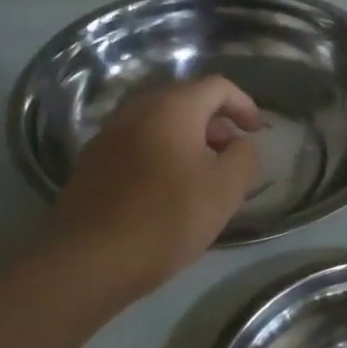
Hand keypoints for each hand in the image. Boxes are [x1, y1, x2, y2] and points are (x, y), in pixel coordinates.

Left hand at [49, 76, 262, 296]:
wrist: (89, 260)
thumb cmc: (167, 219)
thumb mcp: (225, 190)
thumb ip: (244, 157)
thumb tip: (239, 144)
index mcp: (171, 108)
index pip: (217, 87)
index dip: (243, 105)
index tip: (257, 132)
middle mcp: (135, 111)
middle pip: (184, 101)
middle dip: (215, 123)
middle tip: (231, 155)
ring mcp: (108, 136)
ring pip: (158, 125)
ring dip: (187, 141)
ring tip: (202, 177)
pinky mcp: (91, 164)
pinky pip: (137, 146)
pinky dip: (161, 155)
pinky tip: (167, 192)